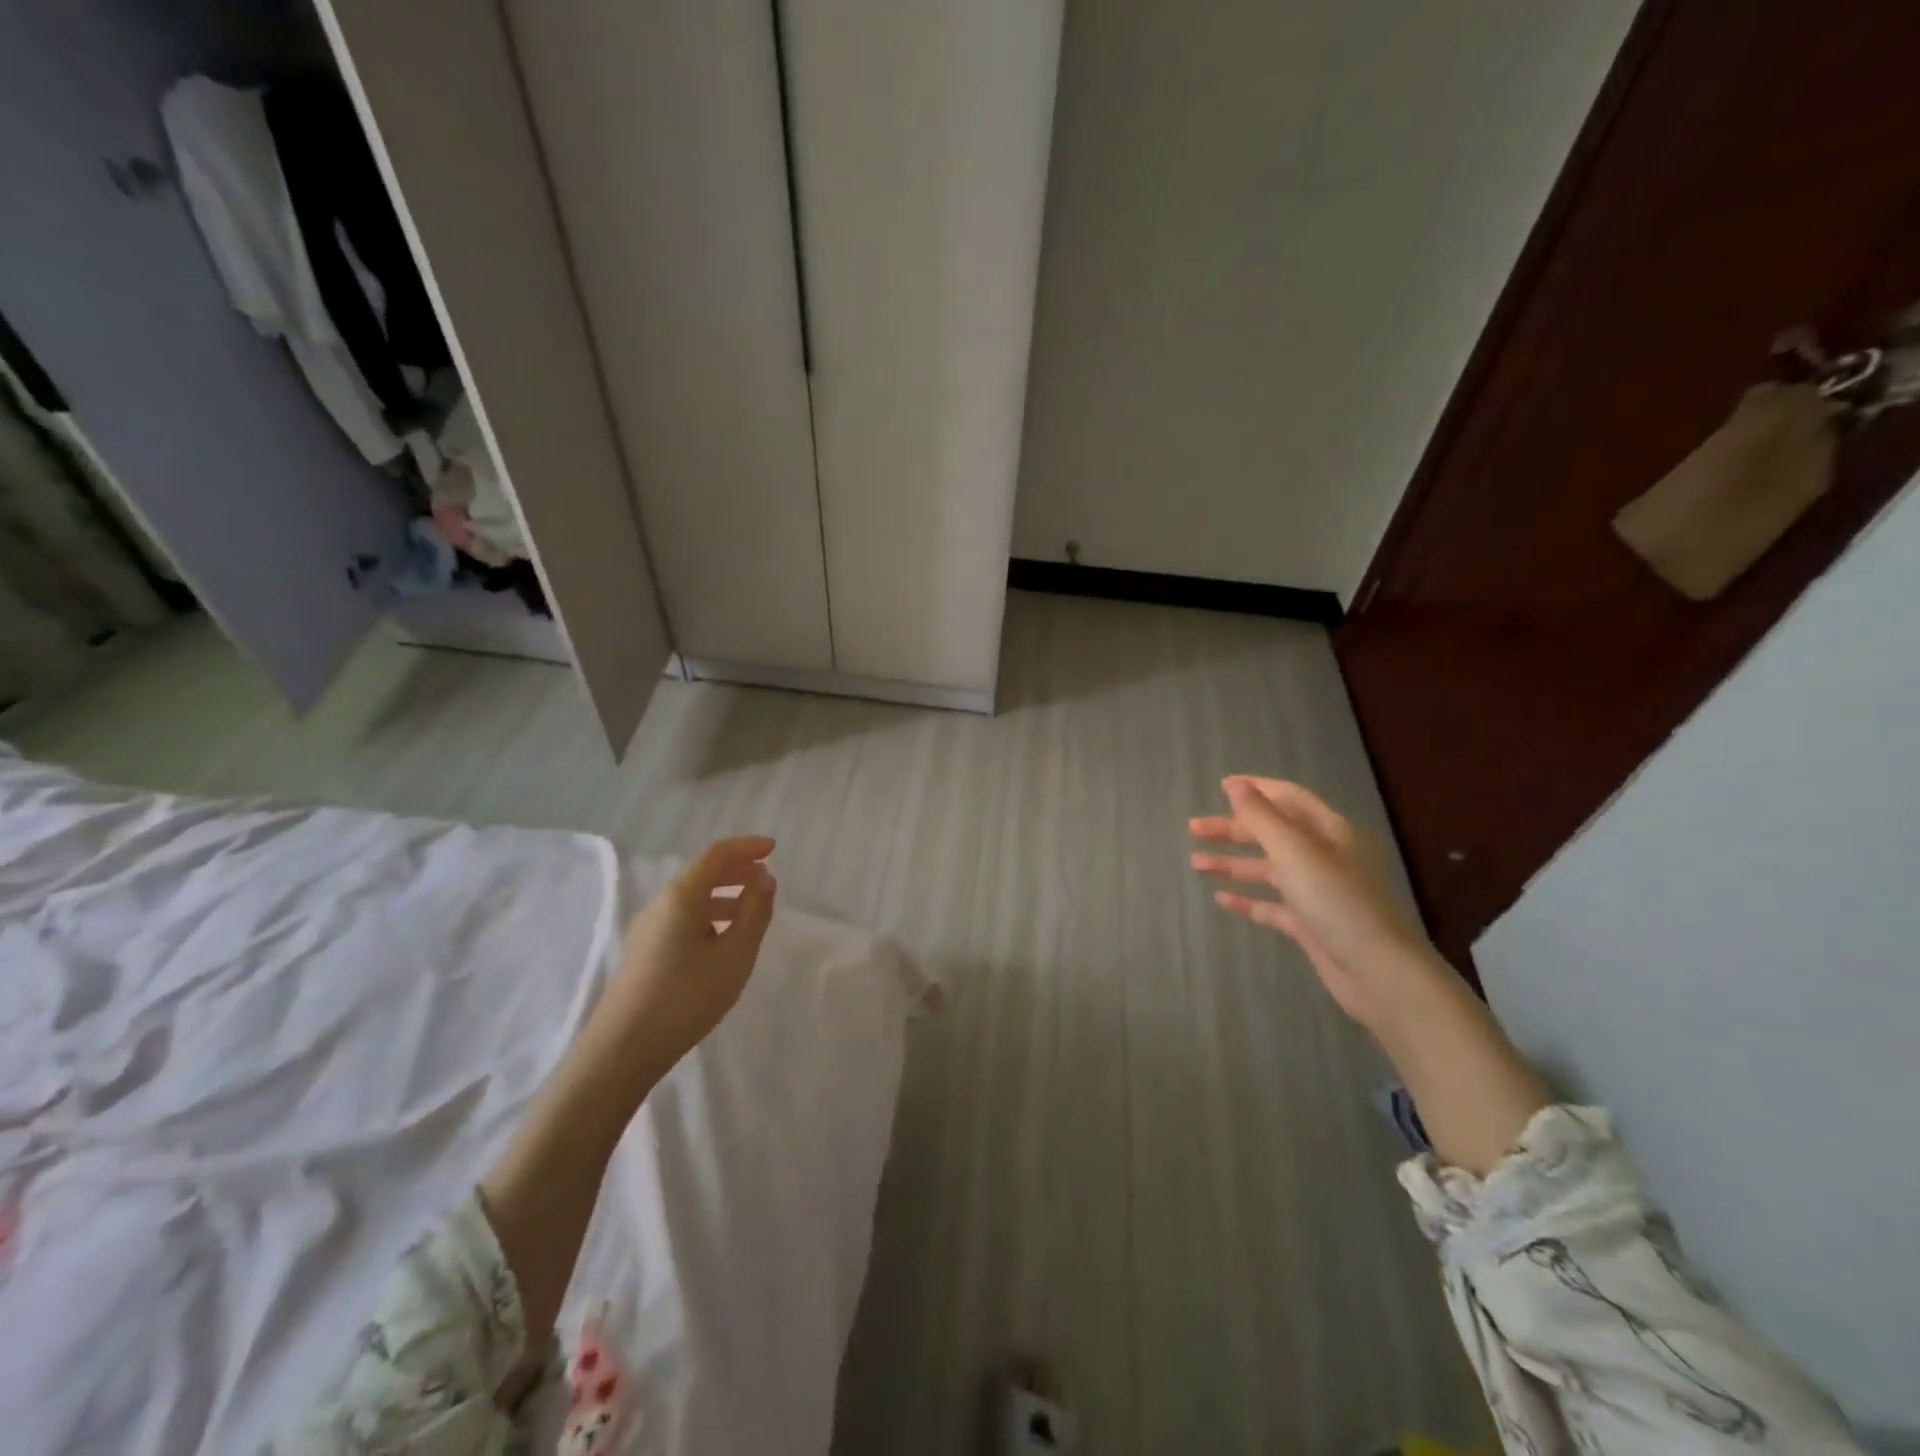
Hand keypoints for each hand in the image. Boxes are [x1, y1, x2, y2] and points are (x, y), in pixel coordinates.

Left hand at [569, 836, 776, 1106]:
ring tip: (751, 910)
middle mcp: (660, 904)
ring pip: (692, 897)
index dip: (747, 846)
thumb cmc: (686, 997)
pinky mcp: (643, 952)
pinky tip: (722, 940)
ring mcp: (647, 929)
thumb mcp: (735, 955)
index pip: (717, 854)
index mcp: (682, 895)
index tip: (773, 848)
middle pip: (702, 873)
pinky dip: (709, 914)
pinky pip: (682, 918)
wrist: (622, 1050)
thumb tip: (764, 879)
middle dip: (736, 869)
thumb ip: (754, 912)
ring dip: (724, 894)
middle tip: (766, 877)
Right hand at [1189, 777, 1445, 1028]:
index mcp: (1331, 832)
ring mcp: (1318, 892)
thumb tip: (1237, 785)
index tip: (1219, 786)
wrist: (1378, 972)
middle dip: (1233, 829)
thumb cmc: (1337, 901)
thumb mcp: (1295, 852)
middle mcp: (1325, 857)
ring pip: (1268, 869)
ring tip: (1196, 863)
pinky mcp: (1310, 924)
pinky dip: (1248, 899)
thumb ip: (1262, 817)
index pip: (1289, 798)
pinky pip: (1272, 905)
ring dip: (1233, 863)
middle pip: (1273, 833)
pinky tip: (1220, 899)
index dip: (1256, 789)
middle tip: (1194, 829)